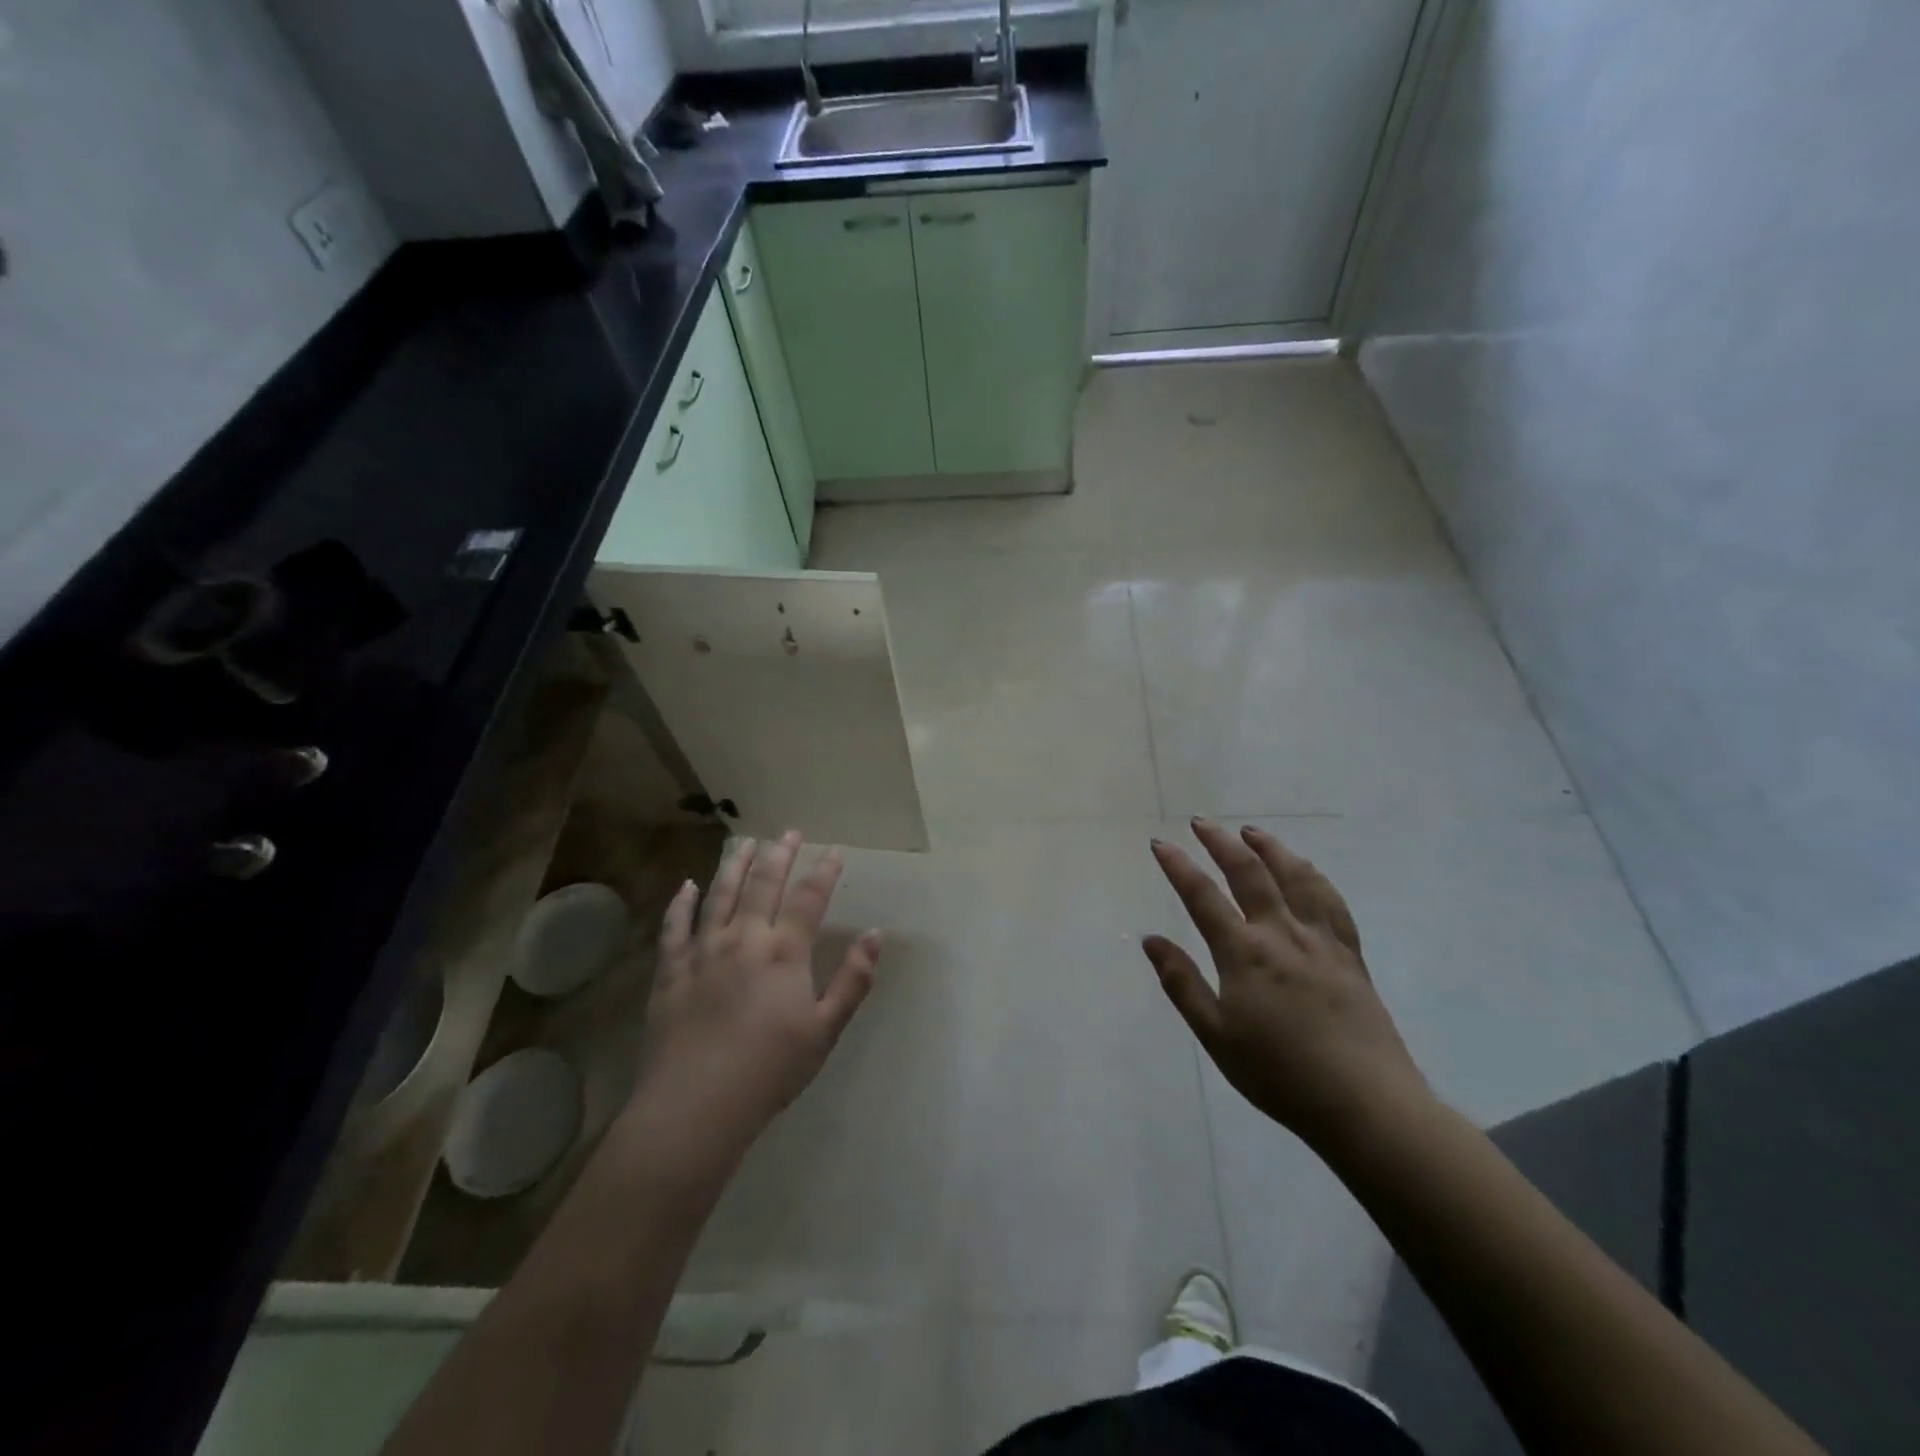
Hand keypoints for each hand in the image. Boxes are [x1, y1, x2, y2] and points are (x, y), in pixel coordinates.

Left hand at [638, 831, 880, 1143]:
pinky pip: (675, 926)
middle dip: (779, 854)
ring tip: (744, 842)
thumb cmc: (770, 1070)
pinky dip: (681, 902)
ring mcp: (703, 951)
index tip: (834, 851)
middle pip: (763, 884)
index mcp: (784, 953)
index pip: (809, 898)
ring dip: (734, 865)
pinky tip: (687, 885)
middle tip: (789, 832)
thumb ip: (853, 981)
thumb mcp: (825, 1030)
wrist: (696, 1105)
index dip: (824, 872)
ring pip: (720, 894)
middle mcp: (744, 939)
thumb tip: (874, 935)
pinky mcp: (671, 970)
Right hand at [1145, 820, 1428, 1148]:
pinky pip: (1331, 902)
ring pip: (1295, 877)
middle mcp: (1282, 934)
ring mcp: (1321, 941)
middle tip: (1202, 822)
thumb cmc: (1279, 1074)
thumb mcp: (1216, 1036)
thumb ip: (1182, 983)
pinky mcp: (1350, 954)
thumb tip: (1151, 940)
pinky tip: (1305, 870)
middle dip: (1221, 842)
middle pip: (1249, 873)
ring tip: (1252, 832)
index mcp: (1244, 954)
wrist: (1365, 1104)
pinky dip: (1313, 876)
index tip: (1159, 843)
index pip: (1202, 896)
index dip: (1178, 866)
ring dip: (1270, 849)